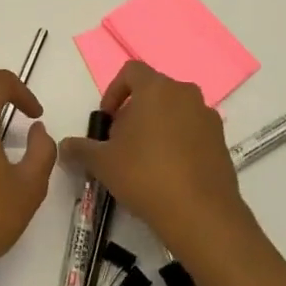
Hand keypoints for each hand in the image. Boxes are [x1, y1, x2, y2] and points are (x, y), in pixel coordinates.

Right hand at [59, 61, 248, 259]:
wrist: (200, 214)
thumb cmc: (145, 175)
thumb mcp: (102, 163)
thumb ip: (80, 149)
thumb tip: (64, 147)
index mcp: (157, 89)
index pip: (131, 71)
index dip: (113, 91)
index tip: (107, 120)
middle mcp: (186, 94)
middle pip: (154, 91)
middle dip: (134, 111)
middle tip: (121, 142)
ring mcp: (208, 118)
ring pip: (175, 111)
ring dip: (157, 126)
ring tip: (143, 159)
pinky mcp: (222, 142)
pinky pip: (193, 131)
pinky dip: (178, 142)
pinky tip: (167, 173)